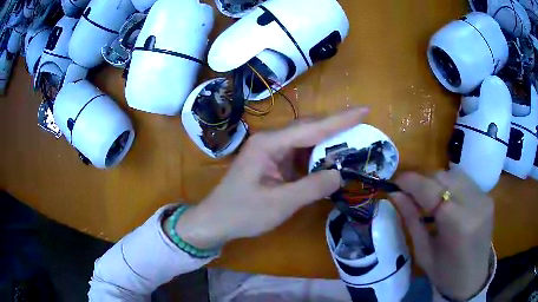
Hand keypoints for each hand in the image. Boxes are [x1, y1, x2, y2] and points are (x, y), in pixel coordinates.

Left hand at [170, 107, 369, 249]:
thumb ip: (312, 187)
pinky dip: (317, 155)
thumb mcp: (280, 203)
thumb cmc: (243, 212)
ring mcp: (270, 150)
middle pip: (309, 128)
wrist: (215, 220)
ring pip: (305, 140)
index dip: (340, 120)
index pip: (312, 128)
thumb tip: (340, 174)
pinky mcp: (271, 162)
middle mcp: (270, 140)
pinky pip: (299, 153)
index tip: (364, 110)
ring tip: (353, 137)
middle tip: (362, 121)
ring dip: (328, 140)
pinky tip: (331, 157)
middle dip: (337, 125)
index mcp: (269, 144)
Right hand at [390, 168, 493, 299]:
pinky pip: (464, 180)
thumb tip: (396, 194)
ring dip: (437, 182)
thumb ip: (411, 220)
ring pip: (454, 174)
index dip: (412, 182)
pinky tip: (446, 200)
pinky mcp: (487, 196)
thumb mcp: (423, 252)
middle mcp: (474, 204)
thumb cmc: (444, 273)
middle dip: (424, 181)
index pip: (431, 190)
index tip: (396, 182)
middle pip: (443, 177)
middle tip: (411, 194)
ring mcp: (484, 198)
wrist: (473, 279)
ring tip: (429, 198)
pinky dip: (450, 185)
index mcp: (457, 224)